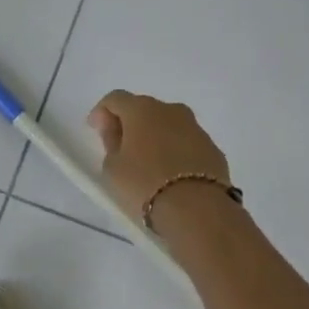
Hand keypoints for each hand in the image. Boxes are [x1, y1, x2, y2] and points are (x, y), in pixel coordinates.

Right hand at [88, 90, 232, 222]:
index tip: (95, 130)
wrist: (197, 209)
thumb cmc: (144, 184)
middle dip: (130, 123)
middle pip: (144, 109)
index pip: (115, 99)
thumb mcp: (112, 167)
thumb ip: (111, 142)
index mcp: (142, 109)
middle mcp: (171, 110)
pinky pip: (186, 143)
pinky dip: (174, 151)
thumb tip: (117, 131)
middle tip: (120, 147)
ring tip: (146, 162)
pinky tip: (170, 173)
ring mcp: (196, 128)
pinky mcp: (213, 149)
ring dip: (155, 136)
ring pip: (168, 125)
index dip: (102, 112)